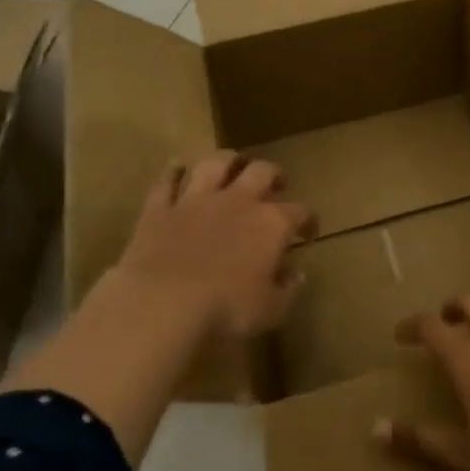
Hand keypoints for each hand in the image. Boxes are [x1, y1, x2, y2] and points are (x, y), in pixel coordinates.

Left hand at [108, 151, 314, 338]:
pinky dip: (173, 172)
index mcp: (272, 224)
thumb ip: (287, 289)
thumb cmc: (226, 309)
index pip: (301, 212)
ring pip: (216, 163)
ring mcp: (197, 200)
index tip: (308, 232)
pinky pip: (167, 181)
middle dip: (273, 174)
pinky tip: (177, 168)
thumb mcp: (270, 309)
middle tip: (275, 184)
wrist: (163, 303)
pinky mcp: (161, 208)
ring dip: (227, 160)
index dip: (308, 220)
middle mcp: (239, 201)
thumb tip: (296, 273)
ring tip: (233, 164)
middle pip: (262, 171)